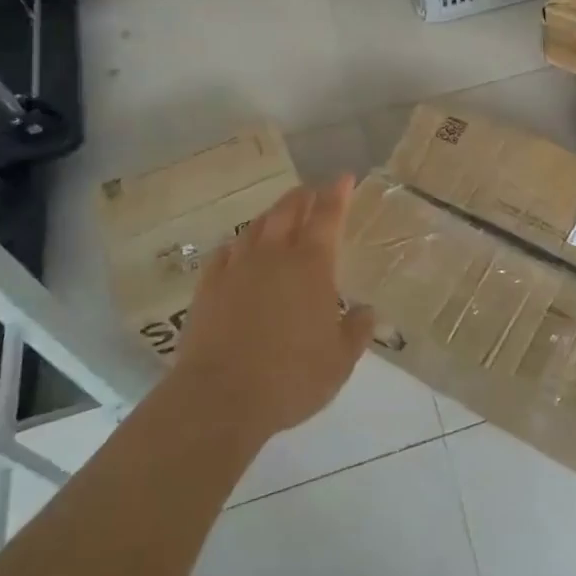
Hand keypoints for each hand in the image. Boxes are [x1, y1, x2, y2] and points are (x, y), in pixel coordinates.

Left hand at [172, 177, 375, 444]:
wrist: (220, 398)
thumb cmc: (291, 377)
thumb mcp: (340, 361)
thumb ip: (356, 331)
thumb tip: (366, 311)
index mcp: (311, 265)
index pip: (327, 216)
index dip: (337, 193)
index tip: (344, 178)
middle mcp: (274, 255)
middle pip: (288, 210)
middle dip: (303, 196)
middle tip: (313, 192)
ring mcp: (237, 268)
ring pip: (256, 227)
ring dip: (272, 215)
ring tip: (280, 215)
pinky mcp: (208, 287)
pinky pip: (225, 252)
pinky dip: (238, 244)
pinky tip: (239, 249)